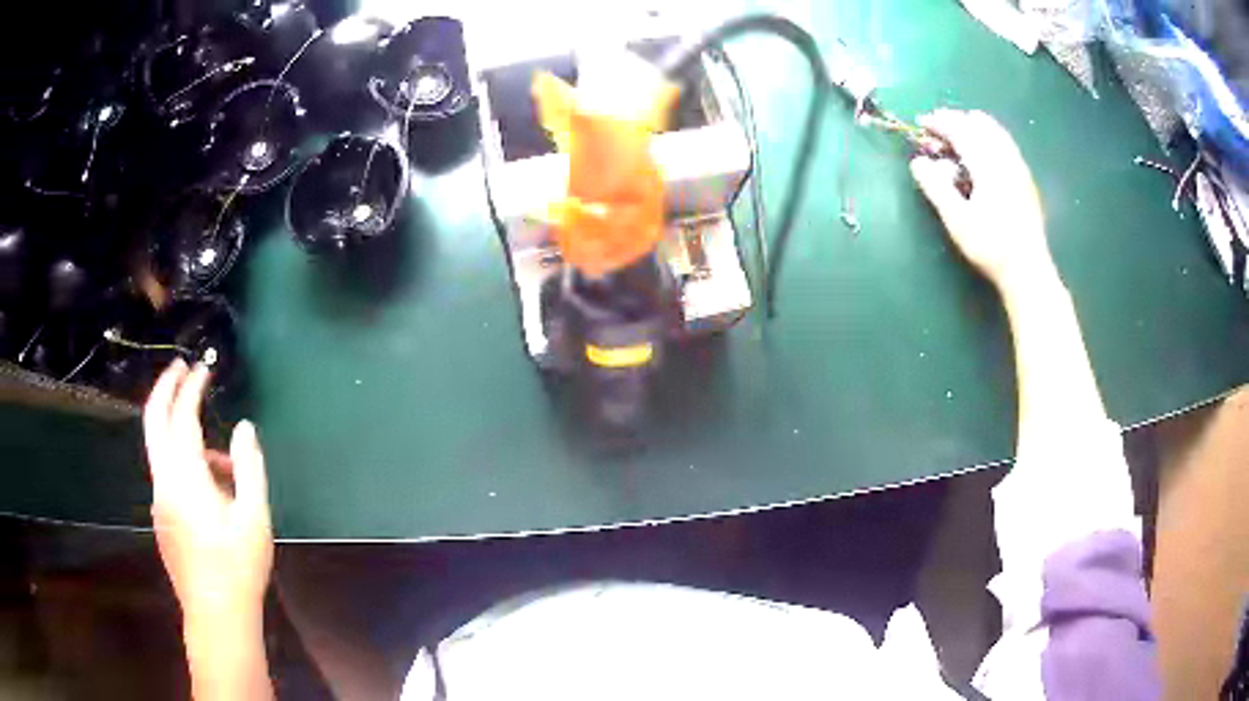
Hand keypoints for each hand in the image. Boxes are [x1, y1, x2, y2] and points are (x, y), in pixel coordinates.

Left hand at [143, 359, 272, 629]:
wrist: (216, 615)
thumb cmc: (239, 567)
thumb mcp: (255, 518)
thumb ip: (249, 467)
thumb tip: (244, 429)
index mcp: (185, 478)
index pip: (182, 418)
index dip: (192, 389)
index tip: (203, 369)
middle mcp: (163, 482)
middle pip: (153, 421)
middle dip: (165, 389)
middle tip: (180, 367)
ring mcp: (159, 500)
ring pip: (161, 449)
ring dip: (181, 435)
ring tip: (223, 462)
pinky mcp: (161, 517)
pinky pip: (167, 474)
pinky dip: (183, 462)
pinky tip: (212, 490)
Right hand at [910, 109, 1056, 296]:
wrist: (1028, 271)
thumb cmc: (991, 247)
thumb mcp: (957, 220)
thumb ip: (936, 187)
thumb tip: (918, 162)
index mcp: (987, 164)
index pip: (960, 130)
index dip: (939, 122)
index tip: (922, 122)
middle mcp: (1005, 158)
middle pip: (979, 125)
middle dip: (957, 121)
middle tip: (939, 129)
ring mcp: (1019, 168)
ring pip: (996, 132)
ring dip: (975, 127)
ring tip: (961, 134)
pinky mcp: (1027, 181)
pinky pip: (1007, 145)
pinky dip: (991, 138)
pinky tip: (986, 153)